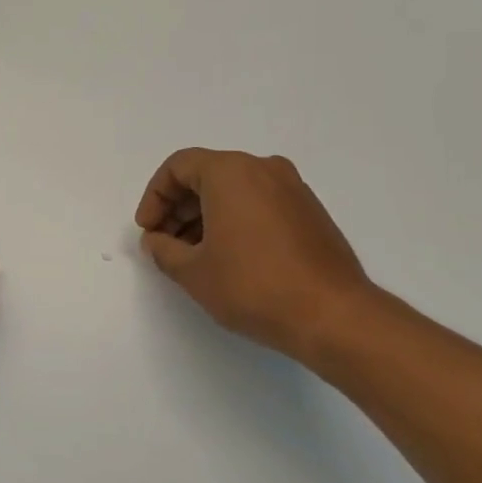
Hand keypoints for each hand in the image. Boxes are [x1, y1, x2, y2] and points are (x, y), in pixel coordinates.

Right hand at [134, 148, 377, 363]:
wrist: (333, 315)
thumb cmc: (254, 286)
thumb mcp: (193, 272)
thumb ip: (164, 250)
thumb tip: (156, 240)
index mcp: (231, 172)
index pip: (178, 167)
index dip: (154, 197)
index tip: (148, 230)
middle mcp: (263, 169)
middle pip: (206, 174)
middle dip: (178, 207)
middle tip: (165, 243)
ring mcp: (292, 189)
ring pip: (234, 189)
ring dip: (205, 215)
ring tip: (193, 255)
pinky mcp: (309, 211)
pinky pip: (259, 202)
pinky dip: (235, 219)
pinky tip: (228, 257)